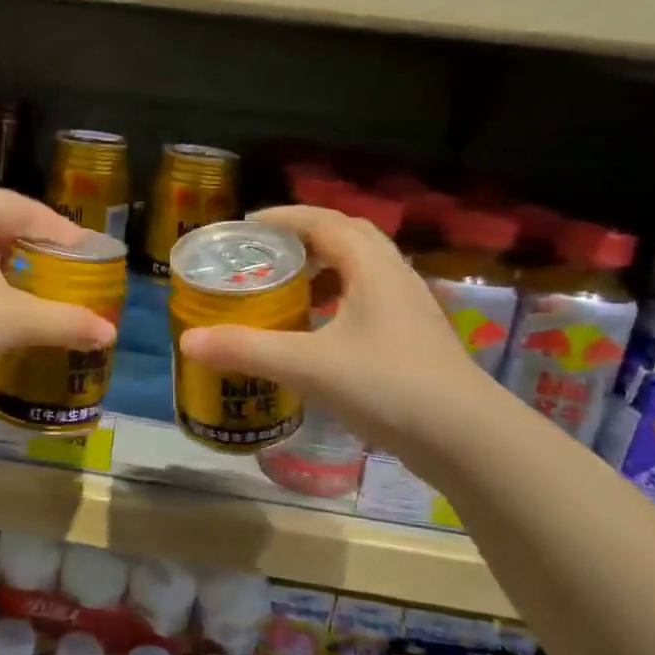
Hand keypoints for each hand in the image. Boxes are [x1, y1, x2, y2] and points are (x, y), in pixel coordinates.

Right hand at [178, 205, 502, 460]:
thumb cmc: (387, 385)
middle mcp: (394, 277)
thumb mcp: (309, 365)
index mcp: (371, 266)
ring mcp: (409, 309)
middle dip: (303, 240)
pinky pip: (369, 302)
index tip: (246, 226)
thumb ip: (247, 350)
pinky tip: (318, 336)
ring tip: (286, 292)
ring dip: (323, 272)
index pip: (324, 221)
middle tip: (264, 257)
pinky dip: (337, 304)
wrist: (465, 437)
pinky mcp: (413, 339)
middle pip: (346, 239)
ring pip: (361, 272)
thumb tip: (189, 341)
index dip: (284, 217)